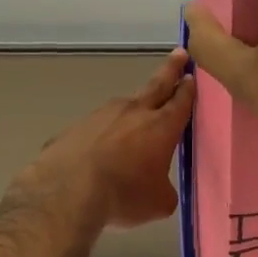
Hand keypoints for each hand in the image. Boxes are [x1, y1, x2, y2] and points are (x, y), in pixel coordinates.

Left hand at [16, 49, 195, 230]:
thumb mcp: (159, 202)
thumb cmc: (123, 195)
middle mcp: (134, 112)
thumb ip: (164, 189)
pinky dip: (103, 133)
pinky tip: (100, 149)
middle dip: (171, 70)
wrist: (66, 191)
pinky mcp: (76, 127)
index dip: (188, 90)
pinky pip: (97, 127)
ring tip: (136, 116)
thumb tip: (159, 187)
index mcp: (161, 127)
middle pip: (157, 85)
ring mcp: (101, 115)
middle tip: (179, 54)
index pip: (181, 102)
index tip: (191, 76)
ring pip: (124, 106)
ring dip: (134, 108)